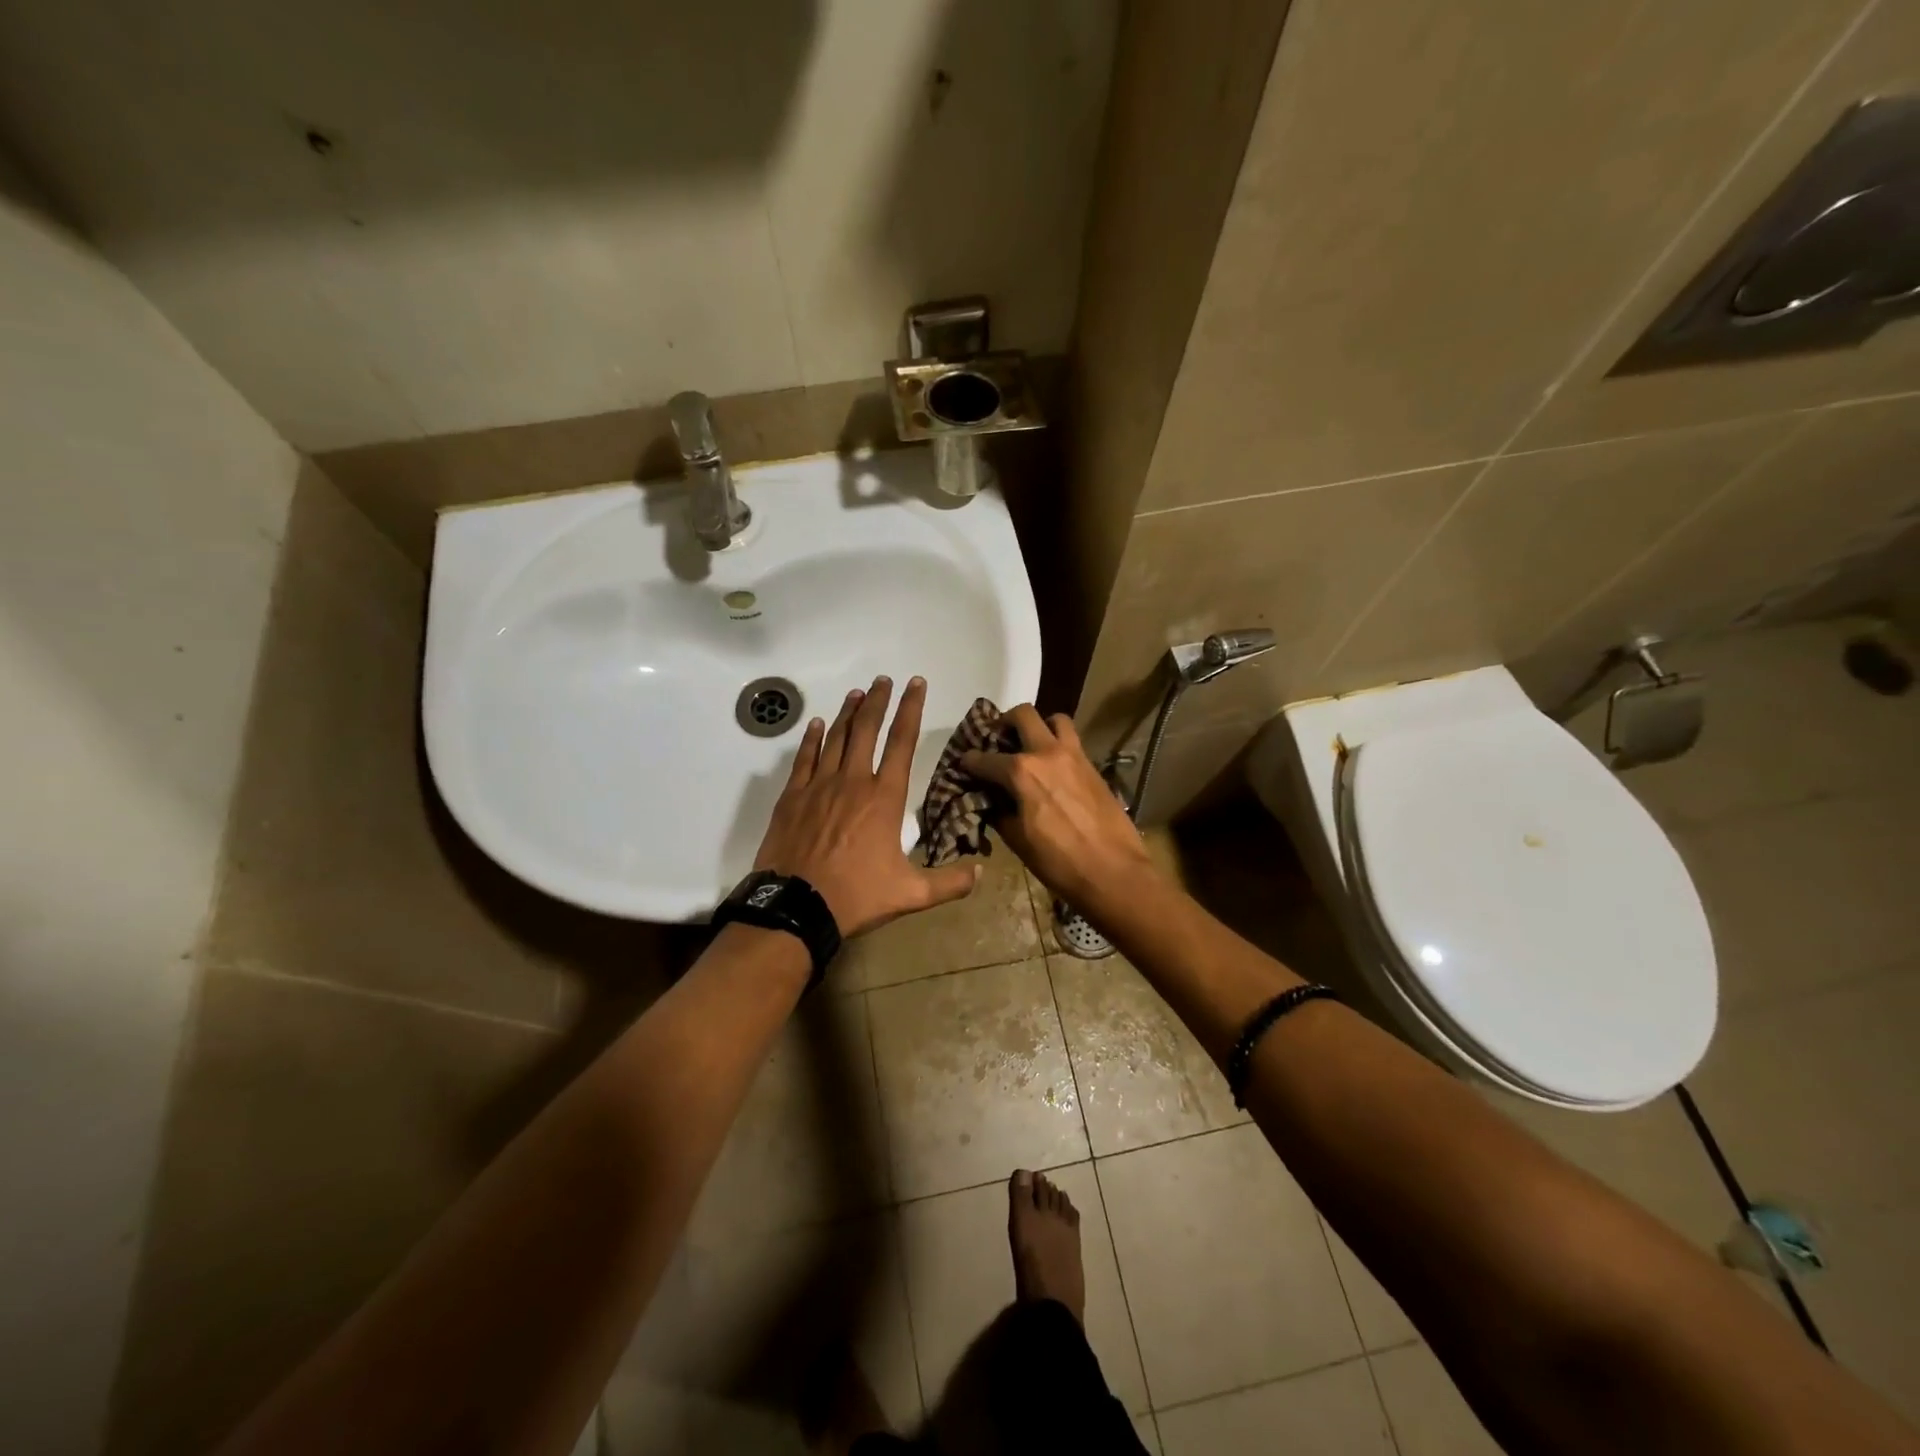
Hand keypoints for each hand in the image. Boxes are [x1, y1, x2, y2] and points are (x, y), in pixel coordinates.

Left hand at [754, 675, 980, 936]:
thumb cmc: (856, 896)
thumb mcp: (910, 894)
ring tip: (857, 693)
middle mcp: (853, 781)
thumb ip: (948, 882)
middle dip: (878, 701)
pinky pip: (804, 758)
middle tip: (884, 679)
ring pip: (836, 738)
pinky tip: (817, 725)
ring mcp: (819, 786)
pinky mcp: (792, 797)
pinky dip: (812, 738)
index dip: (911, 710)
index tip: (915, 685)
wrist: (795, 907)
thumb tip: (981, 872)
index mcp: (884, 798)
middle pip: (867, 730)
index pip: (902, 742)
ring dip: (848, 713)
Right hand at [959, 706, 1152, 909]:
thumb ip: (998, 812)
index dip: (969, 762)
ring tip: (1032, 745)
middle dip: (1004, 723)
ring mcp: (1074, 755)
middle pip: (1022, 715)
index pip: (984, 759)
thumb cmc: (1058, 861)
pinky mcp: (1093, 765)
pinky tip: (1053, 767)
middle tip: (998, 739)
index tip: (963, 764)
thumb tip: (989, 800)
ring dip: (1040, 726)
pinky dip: (1058, 744)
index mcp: (1021, 772)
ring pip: (1055, 719)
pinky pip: (1072, 741)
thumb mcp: (1017, 840)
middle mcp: (1046, 753)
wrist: (1113, 871)